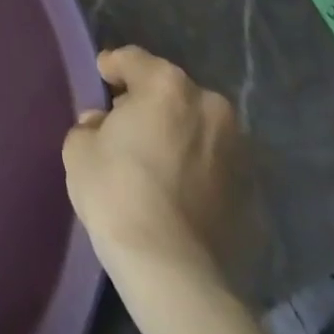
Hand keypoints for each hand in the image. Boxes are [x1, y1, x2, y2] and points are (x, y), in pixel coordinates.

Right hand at [61, 47, 248, 290]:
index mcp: (166, 84)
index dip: (111, 67)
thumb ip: (91, 124)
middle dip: (149, 102)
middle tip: (127, 124)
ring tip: (157, 161)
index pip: (132, 59)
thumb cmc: (118, 193)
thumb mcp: (80, 147)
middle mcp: (209, 106)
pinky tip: (179, 191)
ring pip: (198, 128)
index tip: (101, 80)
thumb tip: (103, 125)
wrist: (173, 273)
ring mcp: (238, 151)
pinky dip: (199, 170)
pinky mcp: (253, 194)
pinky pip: (215, 167)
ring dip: (179, 135)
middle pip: (170, 91)